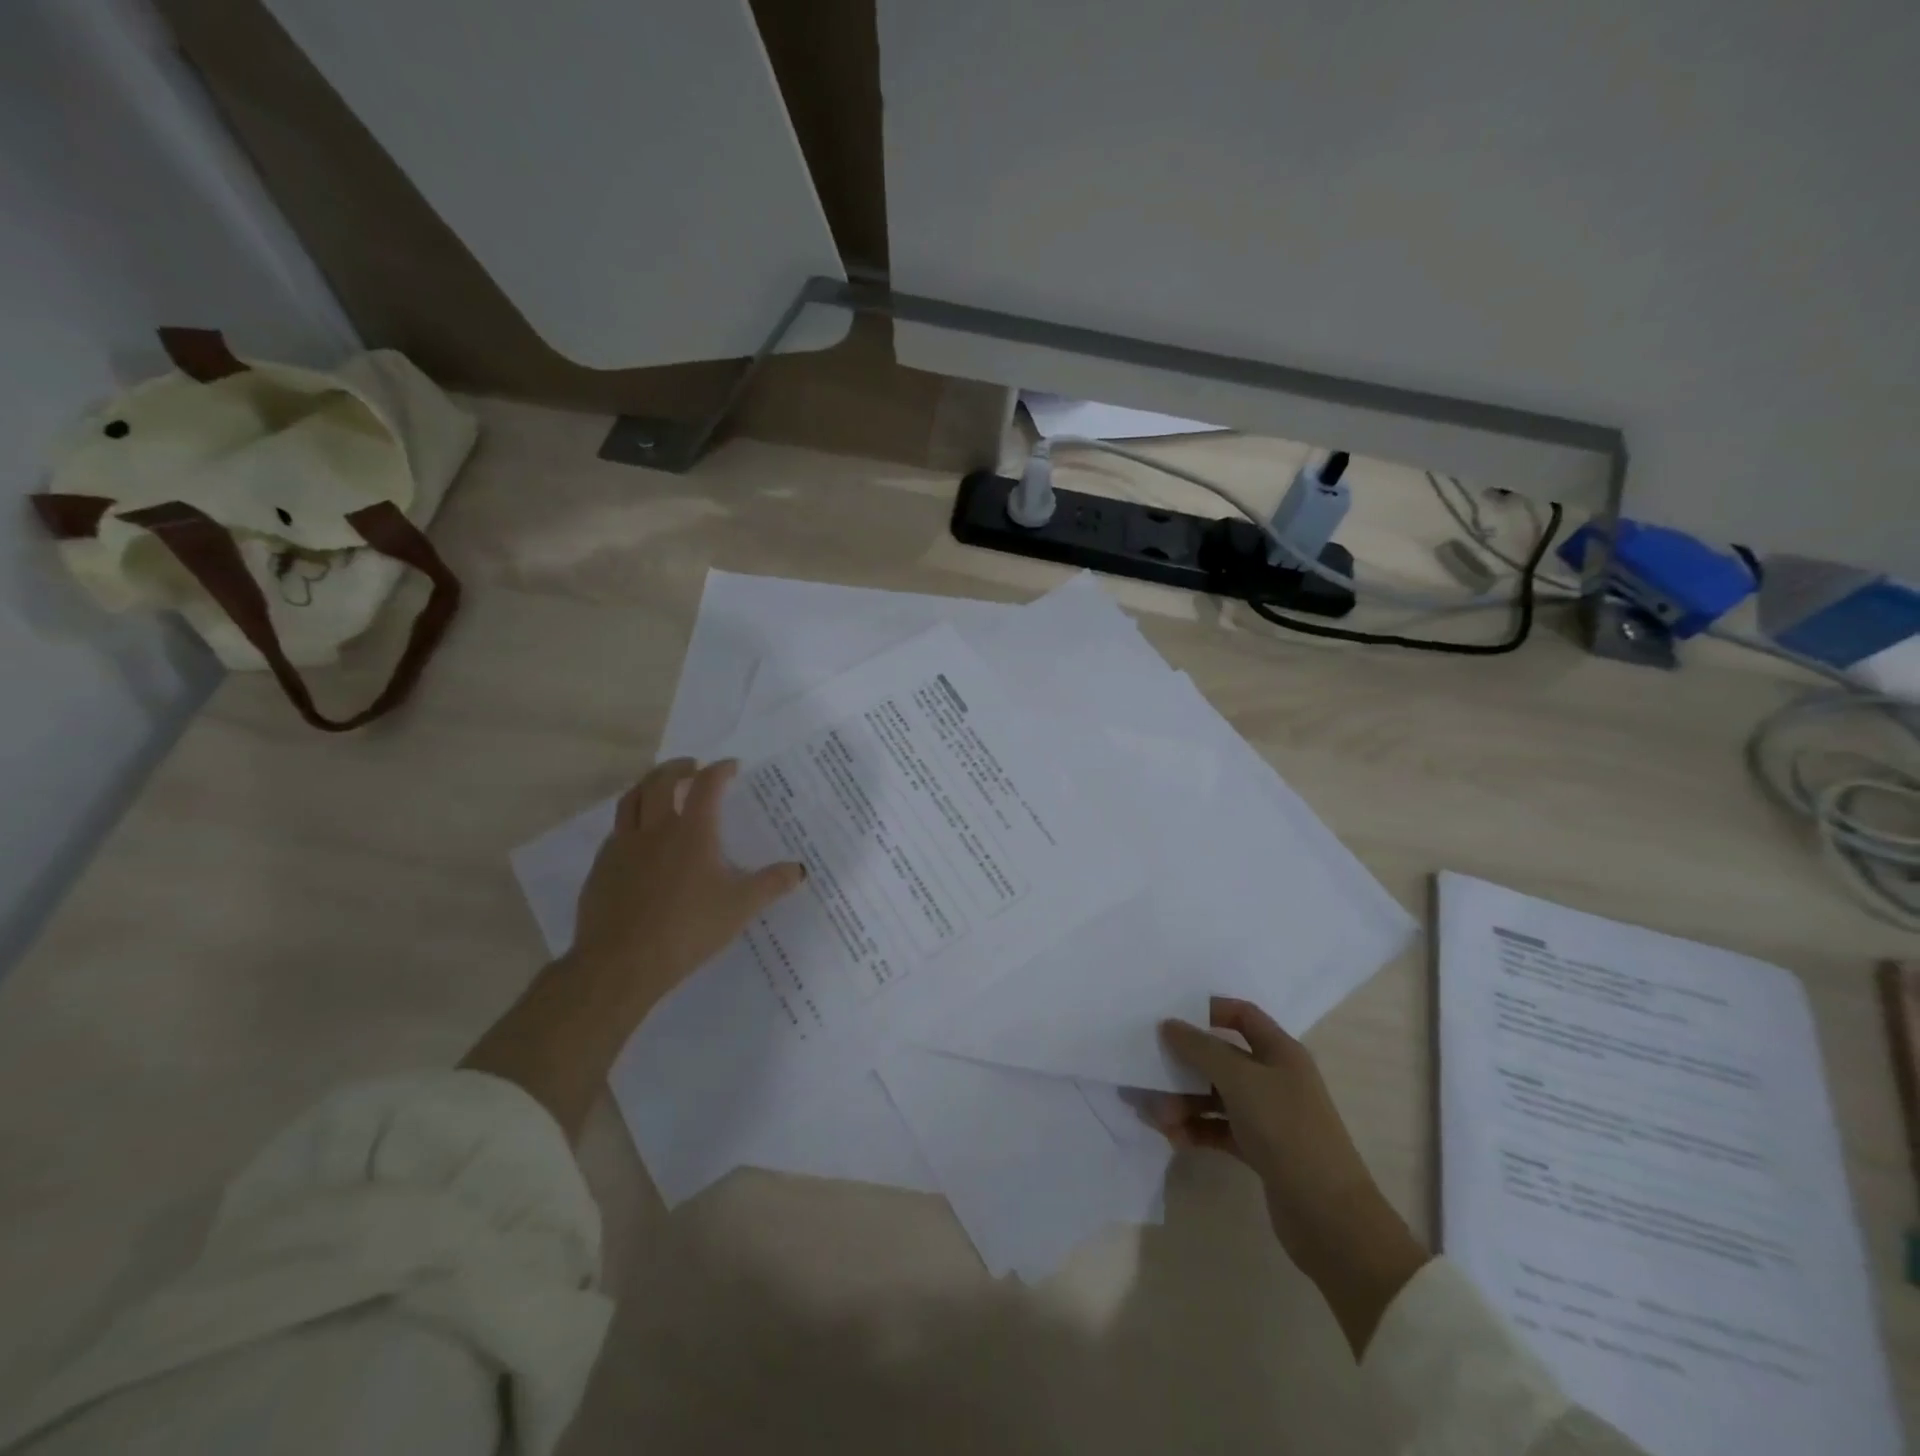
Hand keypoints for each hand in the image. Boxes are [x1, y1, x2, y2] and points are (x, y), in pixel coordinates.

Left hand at [464, 759, 805, 1141]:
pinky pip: (616, 832)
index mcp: (692, 831)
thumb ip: (771, 884)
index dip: (720, 770)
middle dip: (678, 768)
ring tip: (659, 788)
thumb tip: (800, 869)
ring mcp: (622, 847)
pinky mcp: (601, 868)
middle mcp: (654, 829)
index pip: (706, 785)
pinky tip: (638, 839)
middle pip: (661, 781)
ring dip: (647, 785)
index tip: (731, 767)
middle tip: (692, 767)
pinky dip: (630, 821)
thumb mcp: (740, 907)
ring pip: (630, 800)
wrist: (621, 963)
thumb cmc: (688, 928)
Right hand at [1157, 996, 1429, 1356]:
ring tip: (1157, 1117)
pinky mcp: (1258, 1149)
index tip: (1171, 1017)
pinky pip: (1217, 1128)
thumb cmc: (1287, 1131)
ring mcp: (1266, 1115)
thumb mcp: (1241, 1081)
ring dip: (1183, 1101)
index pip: (1242, 1016)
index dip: (1209, 1010)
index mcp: (1280, 1052)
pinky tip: (1173, 1137)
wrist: (1329, 1217)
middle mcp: (1273, 1078)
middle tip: (1148, 1073)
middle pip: (1220, 1058)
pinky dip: (1195, 1129)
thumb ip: (1201, 1049)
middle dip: (1183, 1065)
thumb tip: (1169, 1024)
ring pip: (1214, 1096)